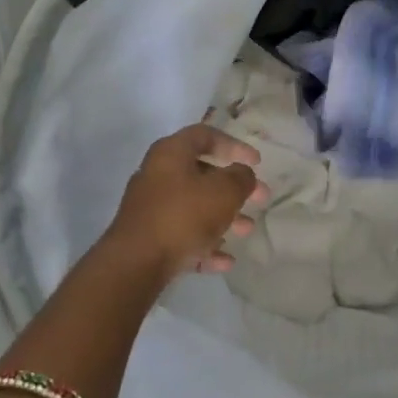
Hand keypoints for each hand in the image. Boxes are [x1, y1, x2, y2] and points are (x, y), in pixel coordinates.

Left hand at [106, 124, 266, 274]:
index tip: (257, 162)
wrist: (136, 262)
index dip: (234, 145)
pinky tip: (226, 261)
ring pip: (194, 207)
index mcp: (171, 153)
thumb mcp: (224, 192)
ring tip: (247, 231)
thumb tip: (243, 174)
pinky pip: (183, 235)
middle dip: (234, 188)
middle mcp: (157, 175)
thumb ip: (241, 178)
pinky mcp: (148, 237)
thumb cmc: (184, 216)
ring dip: (223, 217)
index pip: (205, 135)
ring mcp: (150, 208)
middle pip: (202, 174)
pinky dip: (205, 244)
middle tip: (260, 199)